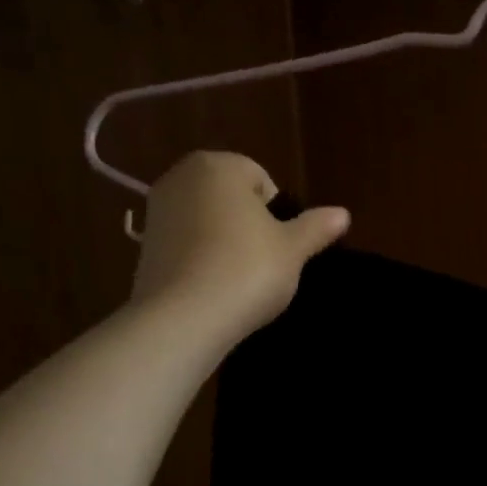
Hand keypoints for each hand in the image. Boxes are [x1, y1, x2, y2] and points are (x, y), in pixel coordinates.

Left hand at [129, 152, 348, 342]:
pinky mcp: (143, 246)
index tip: (281, 244)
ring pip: (207, 220)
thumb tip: (343, 214)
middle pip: (230, 197)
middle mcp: (180, 177)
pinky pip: (186, 245)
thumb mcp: (293, 250)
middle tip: (265, 261)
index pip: (261, 179)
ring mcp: (156, 211)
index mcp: (218, 166)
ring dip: (224, 241)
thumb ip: (317, 227)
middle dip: (249, 223)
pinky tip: (213, 287)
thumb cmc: (247, 270)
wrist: (183, 319)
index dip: (278, 212)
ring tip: (239, 278)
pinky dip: (201, 259)